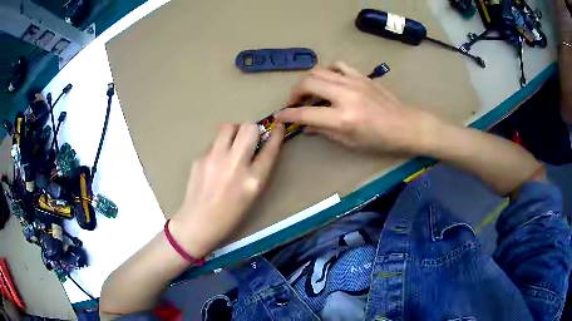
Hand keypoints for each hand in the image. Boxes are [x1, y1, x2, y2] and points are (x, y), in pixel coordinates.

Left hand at [169, 123, 283, 257]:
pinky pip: (213, 142)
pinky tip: (214, 163)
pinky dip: (218, 147)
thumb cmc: (230, 214)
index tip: (278, 126)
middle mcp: (235, 164)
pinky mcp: (199, 158)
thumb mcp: (252, 195)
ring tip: (231, 145)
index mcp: (253, 179)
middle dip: (252, 130)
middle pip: (249, 128)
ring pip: (228, 127)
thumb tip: (259, 146)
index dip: (277, 134)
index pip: (270, 148)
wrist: (198, 222)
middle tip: (248, 140)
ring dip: (234, 132)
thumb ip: (258, 169)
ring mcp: (214, 159)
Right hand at [275, 62, 438, 153]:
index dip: (288, 114)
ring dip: (308, 81)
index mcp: (343, 118)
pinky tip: (329, 81)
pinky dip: (327, 72)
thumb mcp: (350, 142)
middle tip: (294, 102)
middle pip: (307, 83)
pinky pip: (337, 66)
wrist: (405, 125)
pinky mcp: (361, 75)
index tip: (279, 116)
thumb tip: (306, 126)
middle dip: (294, 92)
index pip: (305, 113)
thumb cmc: (379, 140)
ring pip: (319, 71)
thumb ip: (324, 131)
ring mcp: (353, 82)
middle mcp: (345, 95)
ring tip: (309, 91)